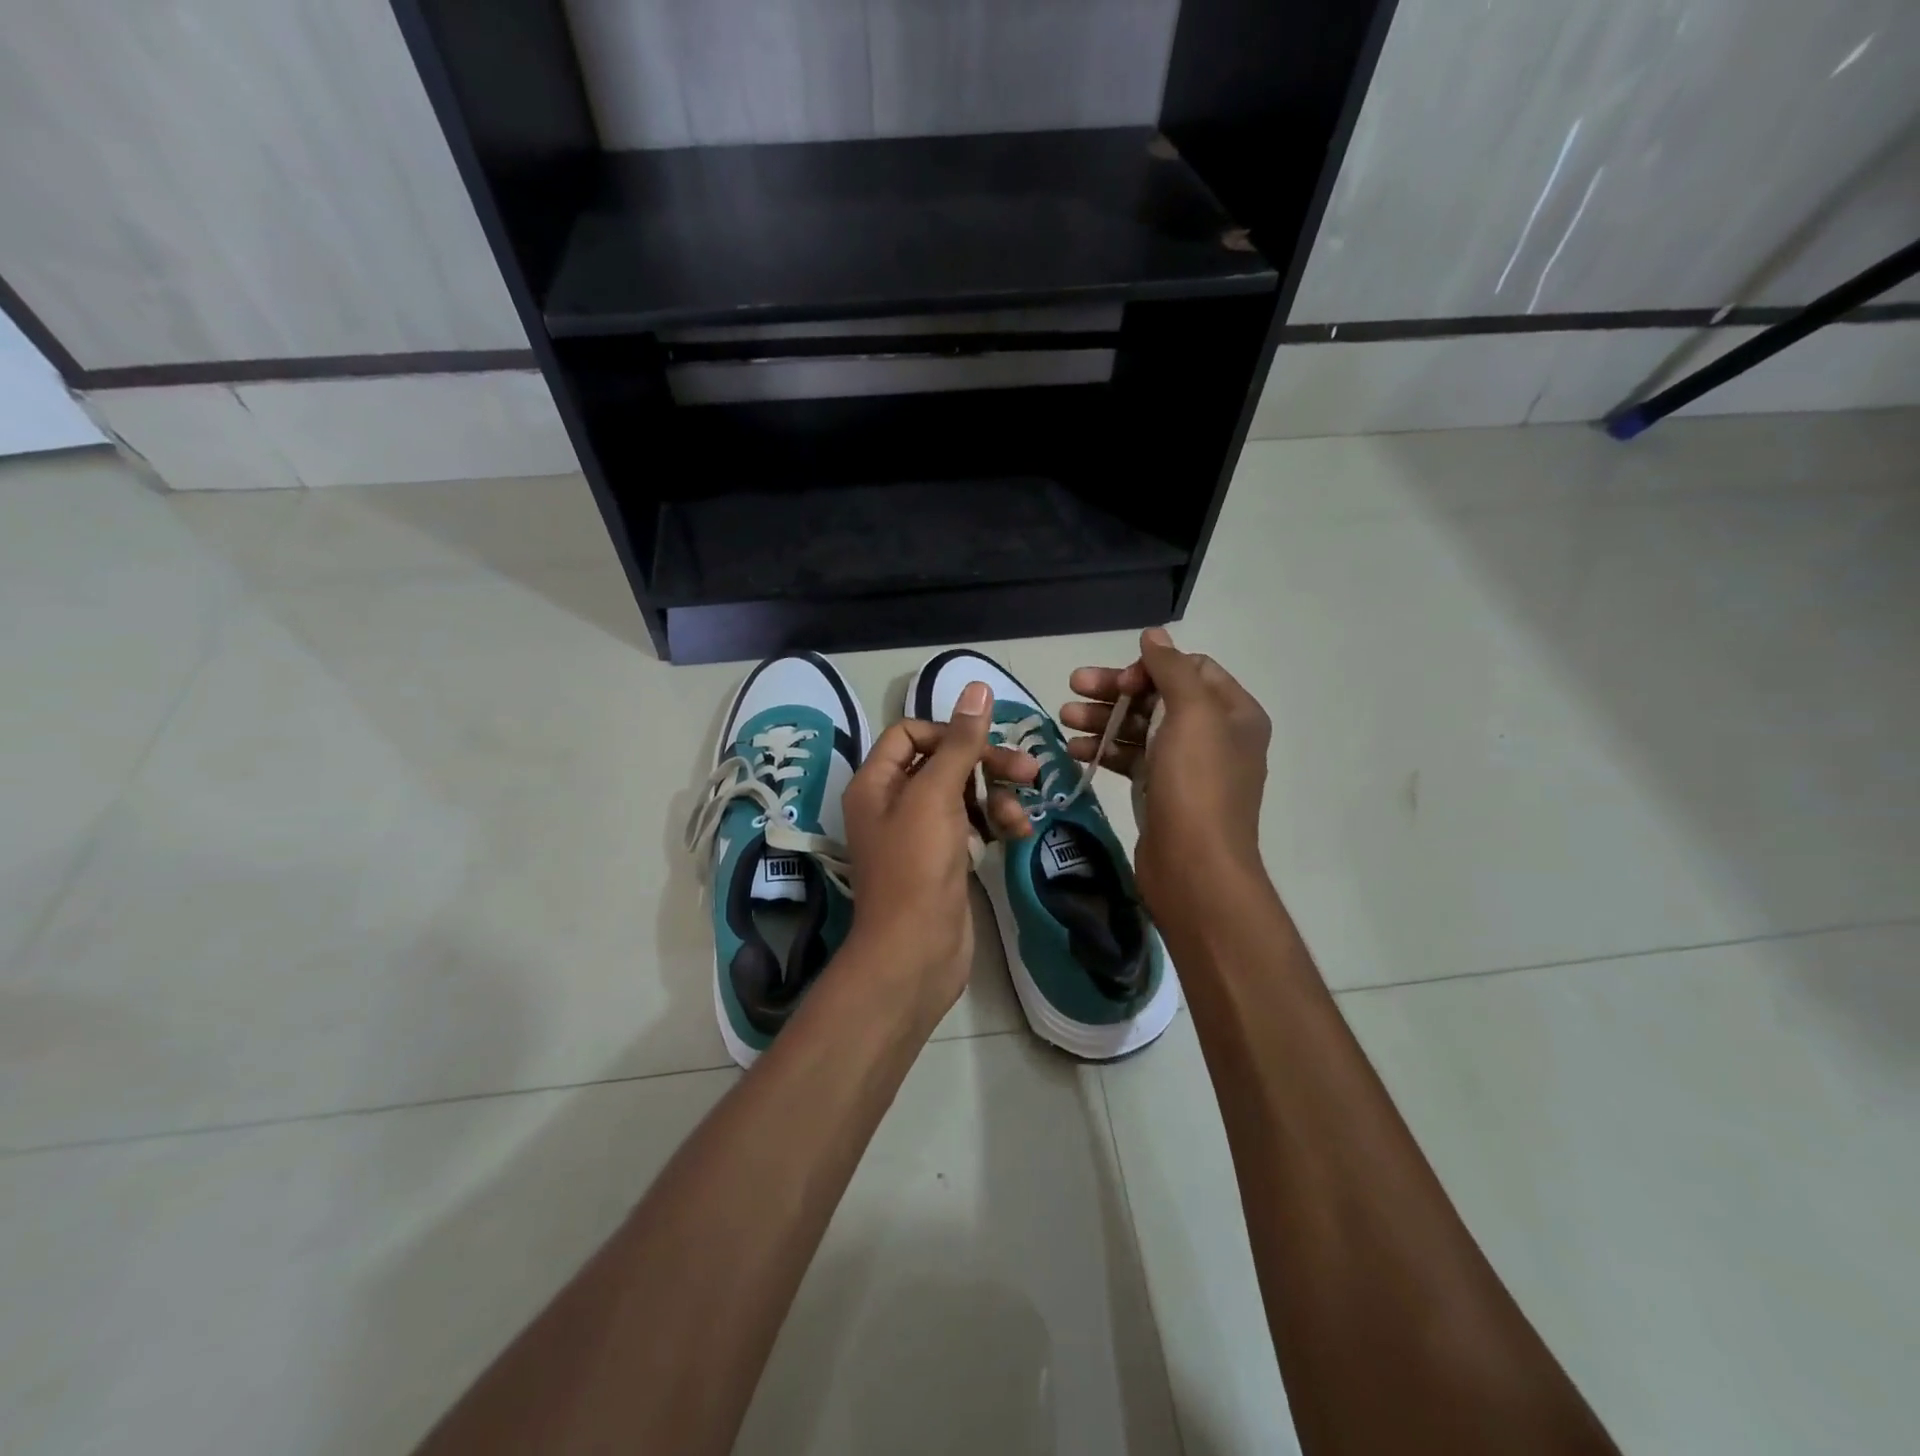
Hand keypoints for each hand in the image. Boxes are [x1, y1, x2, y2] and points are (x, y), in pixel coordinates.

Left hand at [840, 682, 1038, 1023]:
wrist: (915, 952)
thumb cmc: (917, 867)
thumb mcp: (936, 795)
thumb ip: (959, 742)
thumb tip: (977, 687)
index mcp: (876, 783)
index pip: (909, 733)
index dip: (948, 732)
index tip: (981, 745)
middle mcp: (893, 803)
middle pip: (943, 762)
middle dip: (986, 764)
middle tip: (1029, 770)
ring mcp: (919, 834)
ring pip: (963, 795)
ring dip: (997, 798)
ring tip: (1020, 818)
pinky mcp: (944, 860)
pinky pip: (972, 826)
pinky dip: (995, 824)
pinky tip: (1017, 834)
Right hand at [1062, 628, 1271, 925]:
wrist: (1194, 868)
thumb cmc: (1196, 785)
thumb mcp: (1191, 715)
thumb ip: (1172, 669)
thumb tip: (1155, 635)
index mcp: (1233, 712)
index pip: (1189, 669)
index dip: (1149, 668)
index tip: (1117, 681)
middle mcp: (1214, 735)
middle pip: (1159, 697)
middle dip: (1115, 691)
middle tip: (1073, 688)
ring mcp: (1187, 766)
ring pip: (1140, 728)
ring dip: (1103, 719)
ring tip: (1063, 718)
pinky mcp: (1162, 792)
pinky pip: (1131, 759)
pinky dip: (1105, 750)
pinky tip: (1075, 750)